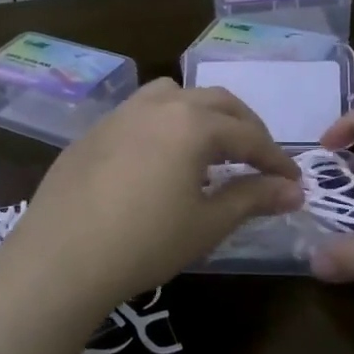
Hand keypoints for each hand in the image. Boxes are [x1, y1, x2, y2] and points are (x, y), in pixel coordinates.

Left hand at [0, 81, 301, 353]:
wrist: (60, 258)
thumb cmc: (145, 242)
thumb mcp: (207, 223)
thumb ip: (253, 198)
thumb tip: (294, 190)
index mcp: (193, 123)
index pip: (249, 136)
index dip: (275, 159)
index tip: (293, 182)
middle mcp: (159, 105)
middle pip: (216, 103)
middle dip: (246, 128)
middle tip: (260, 159)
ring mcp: (121, 113)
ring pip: (175, 95)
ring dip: (204, 114)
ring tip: (211, 147)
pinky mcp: (94, 130)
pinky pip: (142, 111)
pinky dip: (167, 122)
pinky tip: (162, 157)